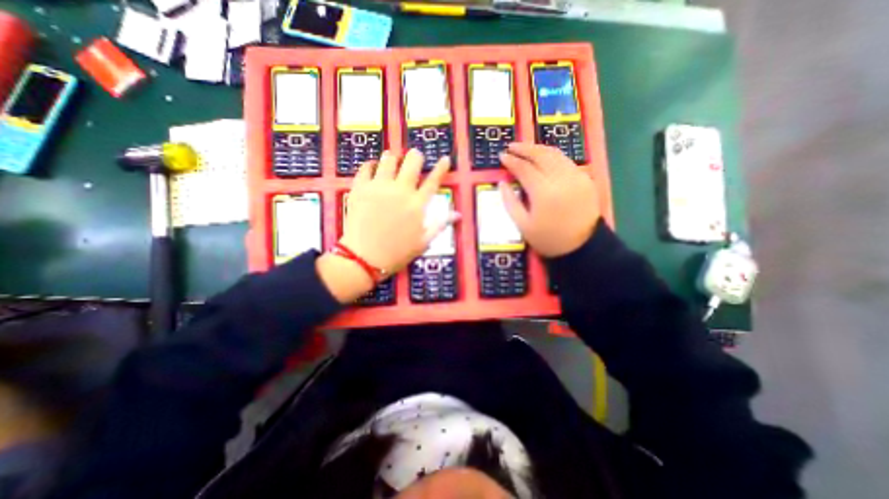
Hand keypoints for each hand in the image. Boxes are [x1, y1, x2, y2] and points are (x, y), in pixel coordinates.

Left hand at [320, 149, 457, 302]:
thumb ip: (440, 225)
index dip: (441, 168)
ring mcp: (379, 187)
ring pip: (388, 160)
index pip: (433, 181)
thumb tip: (457, 215)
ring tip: (393, 158)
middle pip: (412, 163)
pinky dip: (370, 165)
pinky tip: (372, 166)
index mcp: (417, 205)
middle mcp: (400, 191)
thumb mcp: (423, 242)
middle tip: (415, 156)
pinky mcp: (360, 188)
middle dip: (416, 156)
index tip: (445, 158)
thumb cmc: (397, 253)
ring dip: (393, 157)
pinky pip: (365, 168)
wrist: (364, 258)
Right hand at [497, 140, 599, 254]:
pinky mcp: (585, 178)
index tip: (501, 156)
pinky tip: (544, 159)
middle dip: (524, 148)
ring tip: (525, 149)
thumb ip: (510, 202)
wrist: (582, 247)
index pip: (525, 169)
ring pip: (555, 154)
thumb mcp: (523, 225)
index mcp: (544, 193)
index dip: (512, 161)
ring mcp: (576, 176)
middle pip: (541, 155)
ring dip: (539, 149)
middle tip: (511, 146)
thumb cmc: (548, 239)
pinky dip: (552, 156)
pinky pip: (566, 161)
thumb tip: (502, 183)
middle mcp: (561, 179)